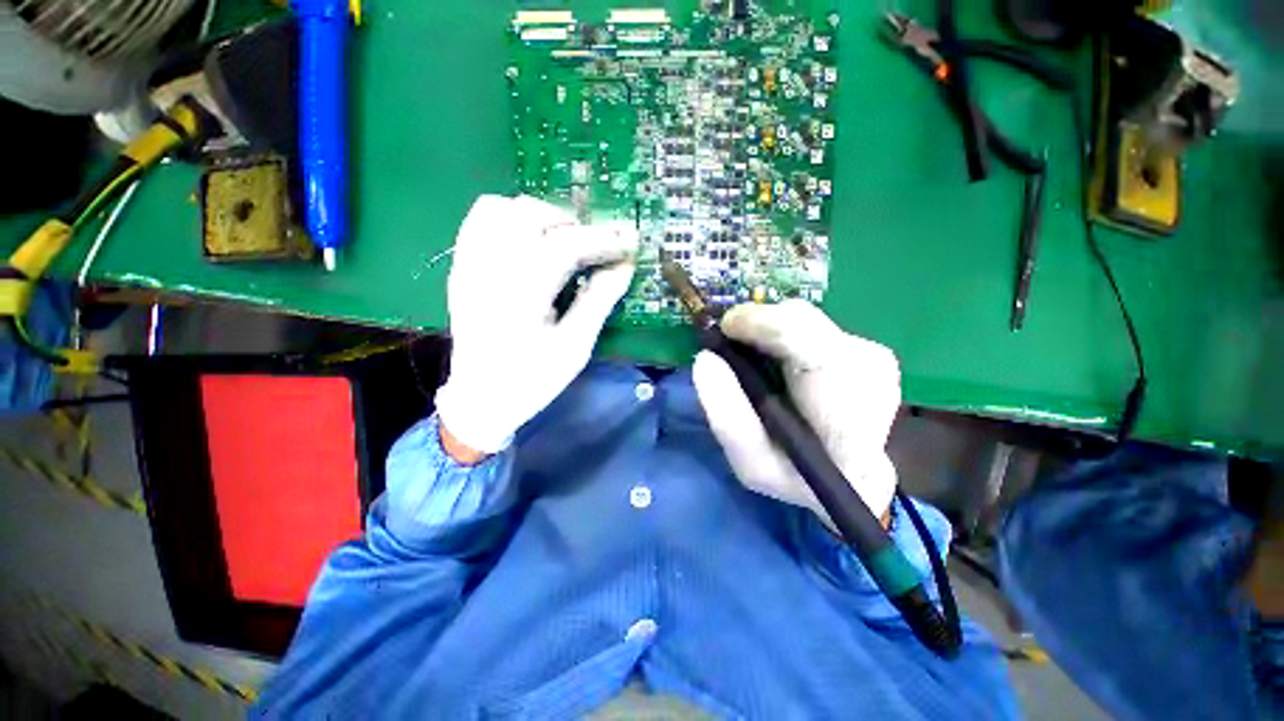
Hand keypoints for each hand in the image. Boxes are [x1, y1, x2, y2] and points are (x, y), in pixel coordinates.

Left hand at [434, 195, 637, 456]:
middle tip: (595, 249)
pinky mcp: (461, 267)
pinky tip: (530, 240)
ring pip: (503, 208)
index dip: (602, 240)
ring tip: (563, 241)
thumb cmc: (532, 379)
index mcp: (520, 294)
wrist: (480, 398)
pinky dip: (511, 217)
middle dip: (573, 225)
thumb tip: (625, 266)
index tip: (628, 243)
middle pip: (532, 215)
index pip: (565, 245)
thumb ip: (599, 300)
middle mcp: (489, 269)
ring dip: (541, 217)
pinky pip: (480, 219)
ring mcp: (469, 264)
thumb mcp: (575, 347)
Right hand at [692, 300, 900, 525]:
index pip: (810, 348)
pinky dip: (787, 341)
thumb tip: (704, 359)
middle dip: (759, 327)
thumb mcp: (751, 463)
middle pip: (803, 321)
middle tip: (732, 348)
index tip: (725, 329)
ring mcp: (875, 359)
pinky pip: (813, 329)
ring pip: (805, 320)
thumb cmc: (797, 477)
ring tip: (759, 366)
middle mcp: (872, 376)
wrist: (852, 476)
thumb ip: (727, 414)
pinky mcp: (869, 350)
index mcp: (846, 419)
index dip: (763, 326)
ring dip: (771, 336)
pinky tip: (786, 368)